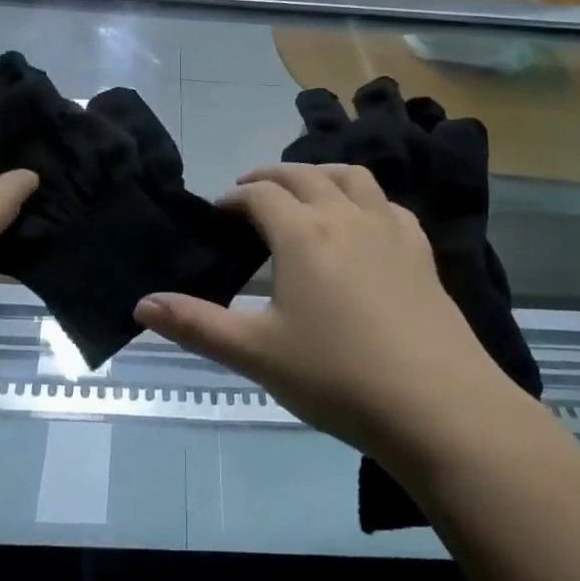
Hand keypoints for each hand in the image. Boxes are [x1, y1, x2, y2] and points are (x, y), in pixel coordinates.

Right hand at [133, 163, 517, 464]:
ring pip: (351, 177)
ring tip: (303, 191)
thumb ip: (196, 325)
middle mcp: (345, 216)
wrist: (437, 406)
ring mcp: (389, 229)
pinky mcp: (420, 251)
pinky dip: (364, 198)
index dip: (234, 198)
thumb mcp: (256, 354)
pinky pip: (388, 204)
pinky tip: (362, 221)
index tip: (219, 212)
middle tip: (250, 193)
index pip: (260, 195)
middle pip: (303, 175)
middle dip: (270, 177)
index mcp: (302, 233)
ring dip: (319, 174)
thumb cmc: (337, 377)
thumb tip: (141, 304)